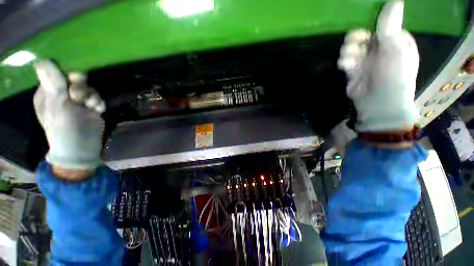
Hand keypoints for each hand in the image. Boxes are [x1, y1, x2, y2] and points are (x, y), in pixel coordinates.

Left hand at [33, 60, 105, 177]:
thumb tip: (41, 60)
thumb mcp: (56, 105)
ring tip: (90, 107)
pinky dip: (99, 103)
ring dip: (92, 96)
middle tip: (79, 97)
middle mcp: (61, 94)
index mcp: (47, 93)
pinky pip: (98, 98)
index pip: (56, 73)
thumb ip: (53, 83)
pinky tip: (98, 111)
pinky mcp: (90, 107)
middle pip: (74, 79)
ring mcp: (77, 101)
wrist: (82, 147)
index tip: (72, 80)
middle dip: (80, 87)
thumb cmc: (64, 128)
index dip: (65, 74)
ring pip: (88, 88)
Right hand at [338, 1, 418, 131]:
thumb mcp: (395, 49)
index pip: (381, 24)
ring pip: (351, 47)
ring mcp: (366, 60)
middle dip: (356, 37)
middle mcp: (380, 48)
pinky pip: (345, 60)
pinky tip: (347, 66)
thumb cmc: (393, 75)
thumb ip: (390, 26)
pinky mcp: (353, 71)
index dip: (373, 24)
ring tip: (352, 59)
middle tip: (358, 43)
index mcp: (395, 40)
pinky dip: (344, 62)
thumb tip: (394, 0)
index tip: (368, 28)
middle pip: (363, 34)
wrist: (379, 103)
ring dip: (349, 50)